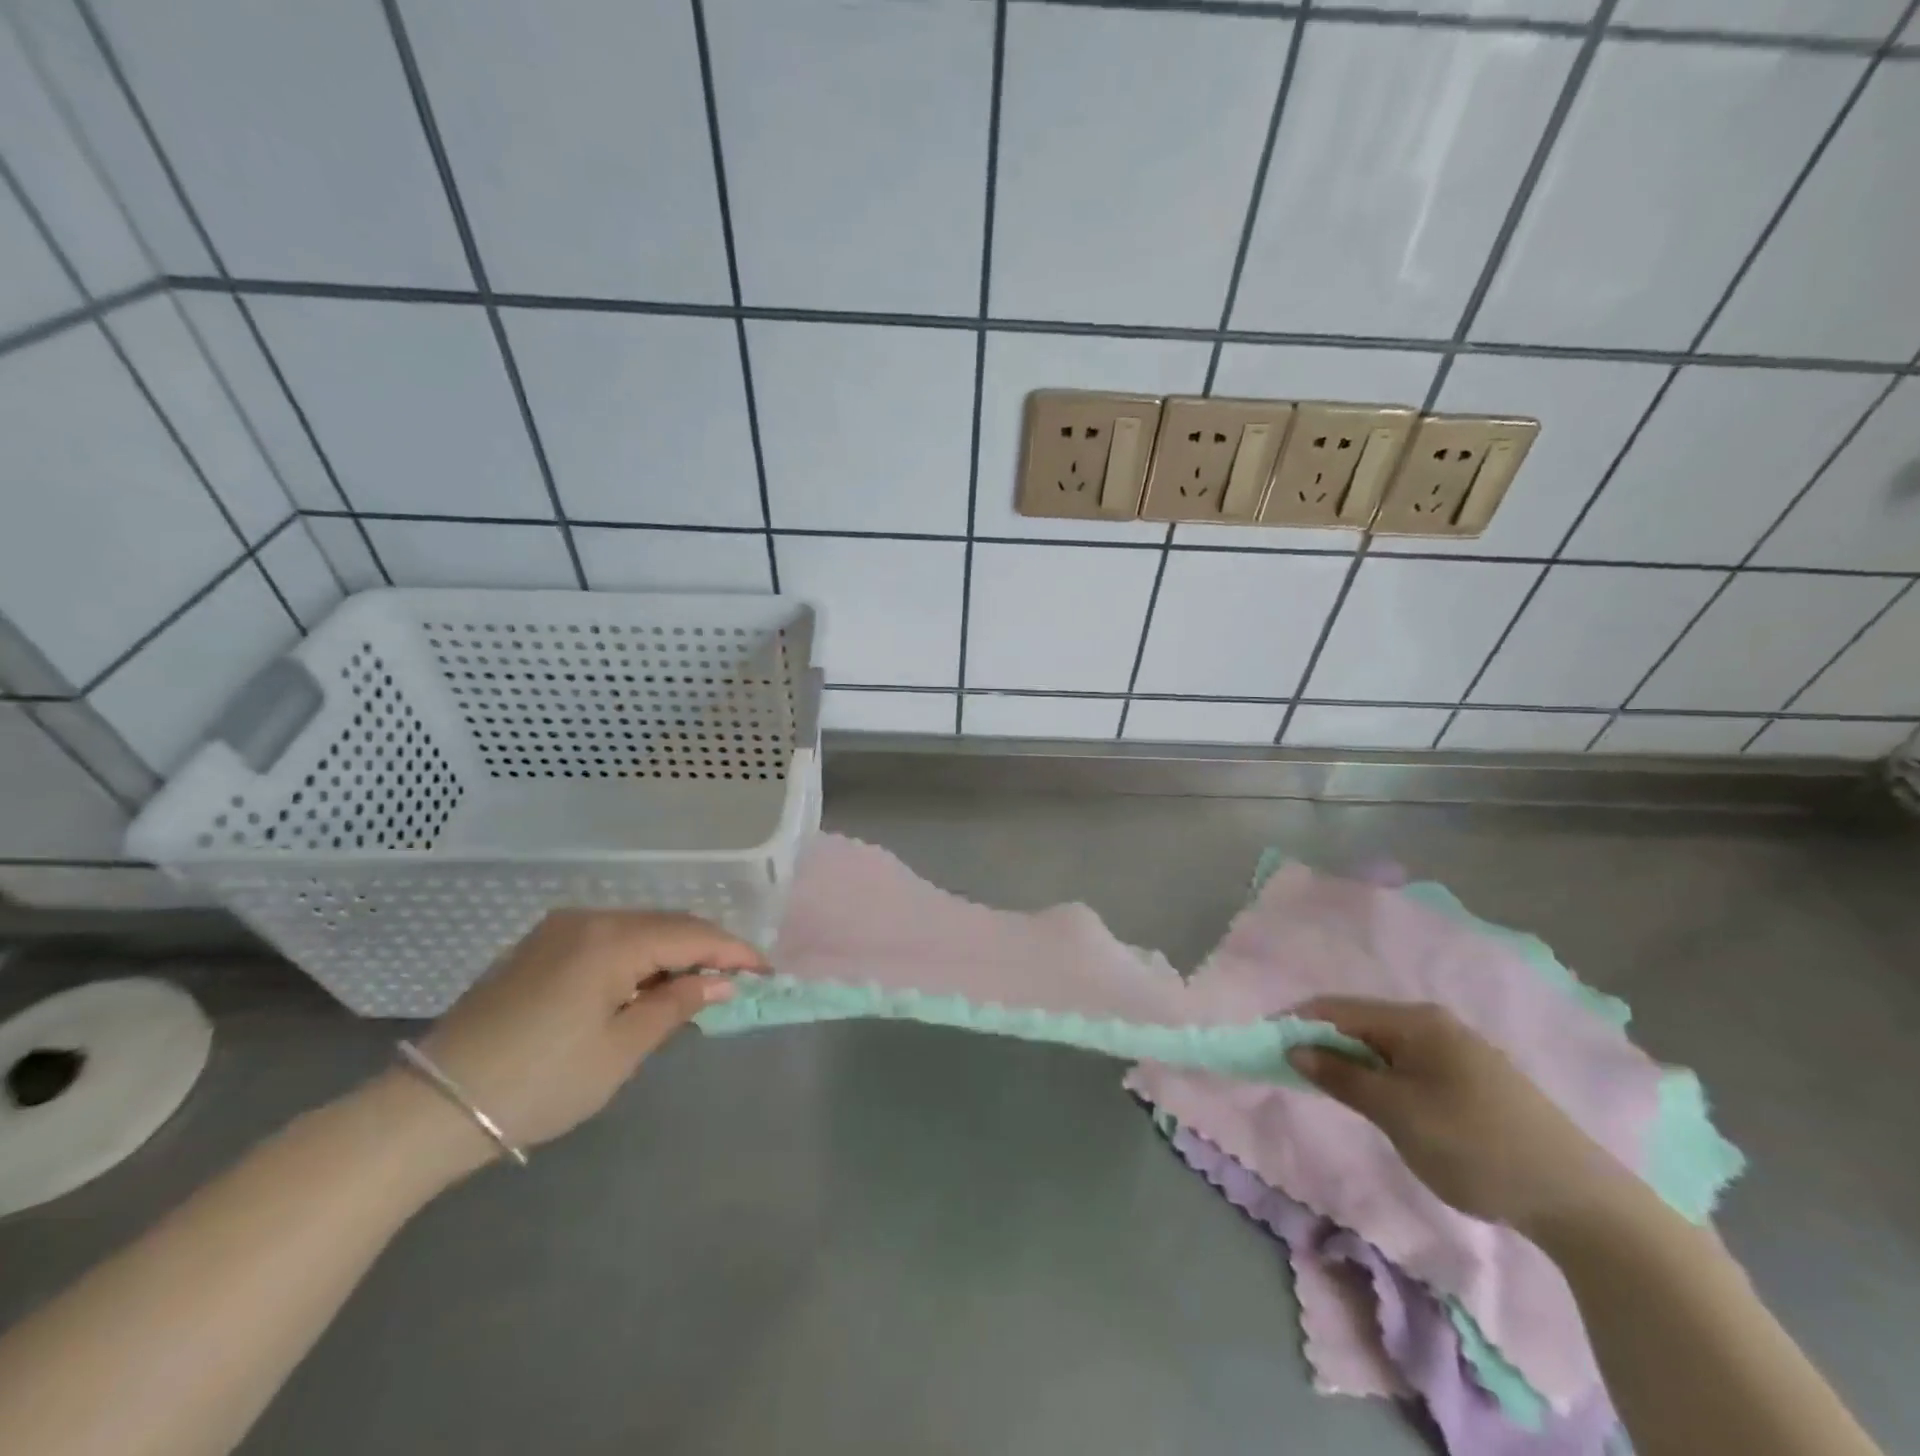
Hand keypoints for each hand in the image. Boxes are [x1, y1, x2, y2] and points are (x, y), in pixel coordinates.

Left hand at [411, 911, 763, 1162]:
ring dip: (673, 951)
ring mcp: (558, 928)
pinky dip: (639, 955)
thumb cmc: (538, 1084)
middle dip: (707, 948)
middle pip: (667, 924)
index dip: (734, 951)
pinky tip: (646, 983)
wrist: (430, 1107)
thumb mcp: (619, 1051)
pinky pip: (608, 937)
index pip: (692, 935)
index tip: (766, 971)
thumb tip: (719, 982)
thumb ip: (676, 1006)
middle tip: (738, 978)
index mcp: (611, 940)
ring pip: (639, 927)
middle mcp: (588, 918)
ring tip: (697, 985)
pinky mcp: (539, 946)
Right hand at [1288, 997, 1627, 1233]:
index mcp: (1415, 1021)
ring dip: (1351, 1062)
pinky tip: (1379, 1102)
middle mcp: (1434, 1024)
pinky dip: (1380, 1076)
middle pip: (1360, 1023)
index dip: (1296, 1023)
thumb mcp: (1398, 1113)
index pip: (1337, 1008)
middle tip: (1292, 1072)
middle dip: (1322, 1042)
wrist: (1580, 1200)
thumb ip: (1342, 1078)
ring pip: (1384, 1046)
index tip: (1264, 1045)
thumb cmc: (1475, 1146)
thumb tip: (1295, 1048)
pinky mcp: (1473, 1080)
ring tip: (1329, 1090)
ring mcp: (1457, 1051)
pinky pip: (1408, 1064)